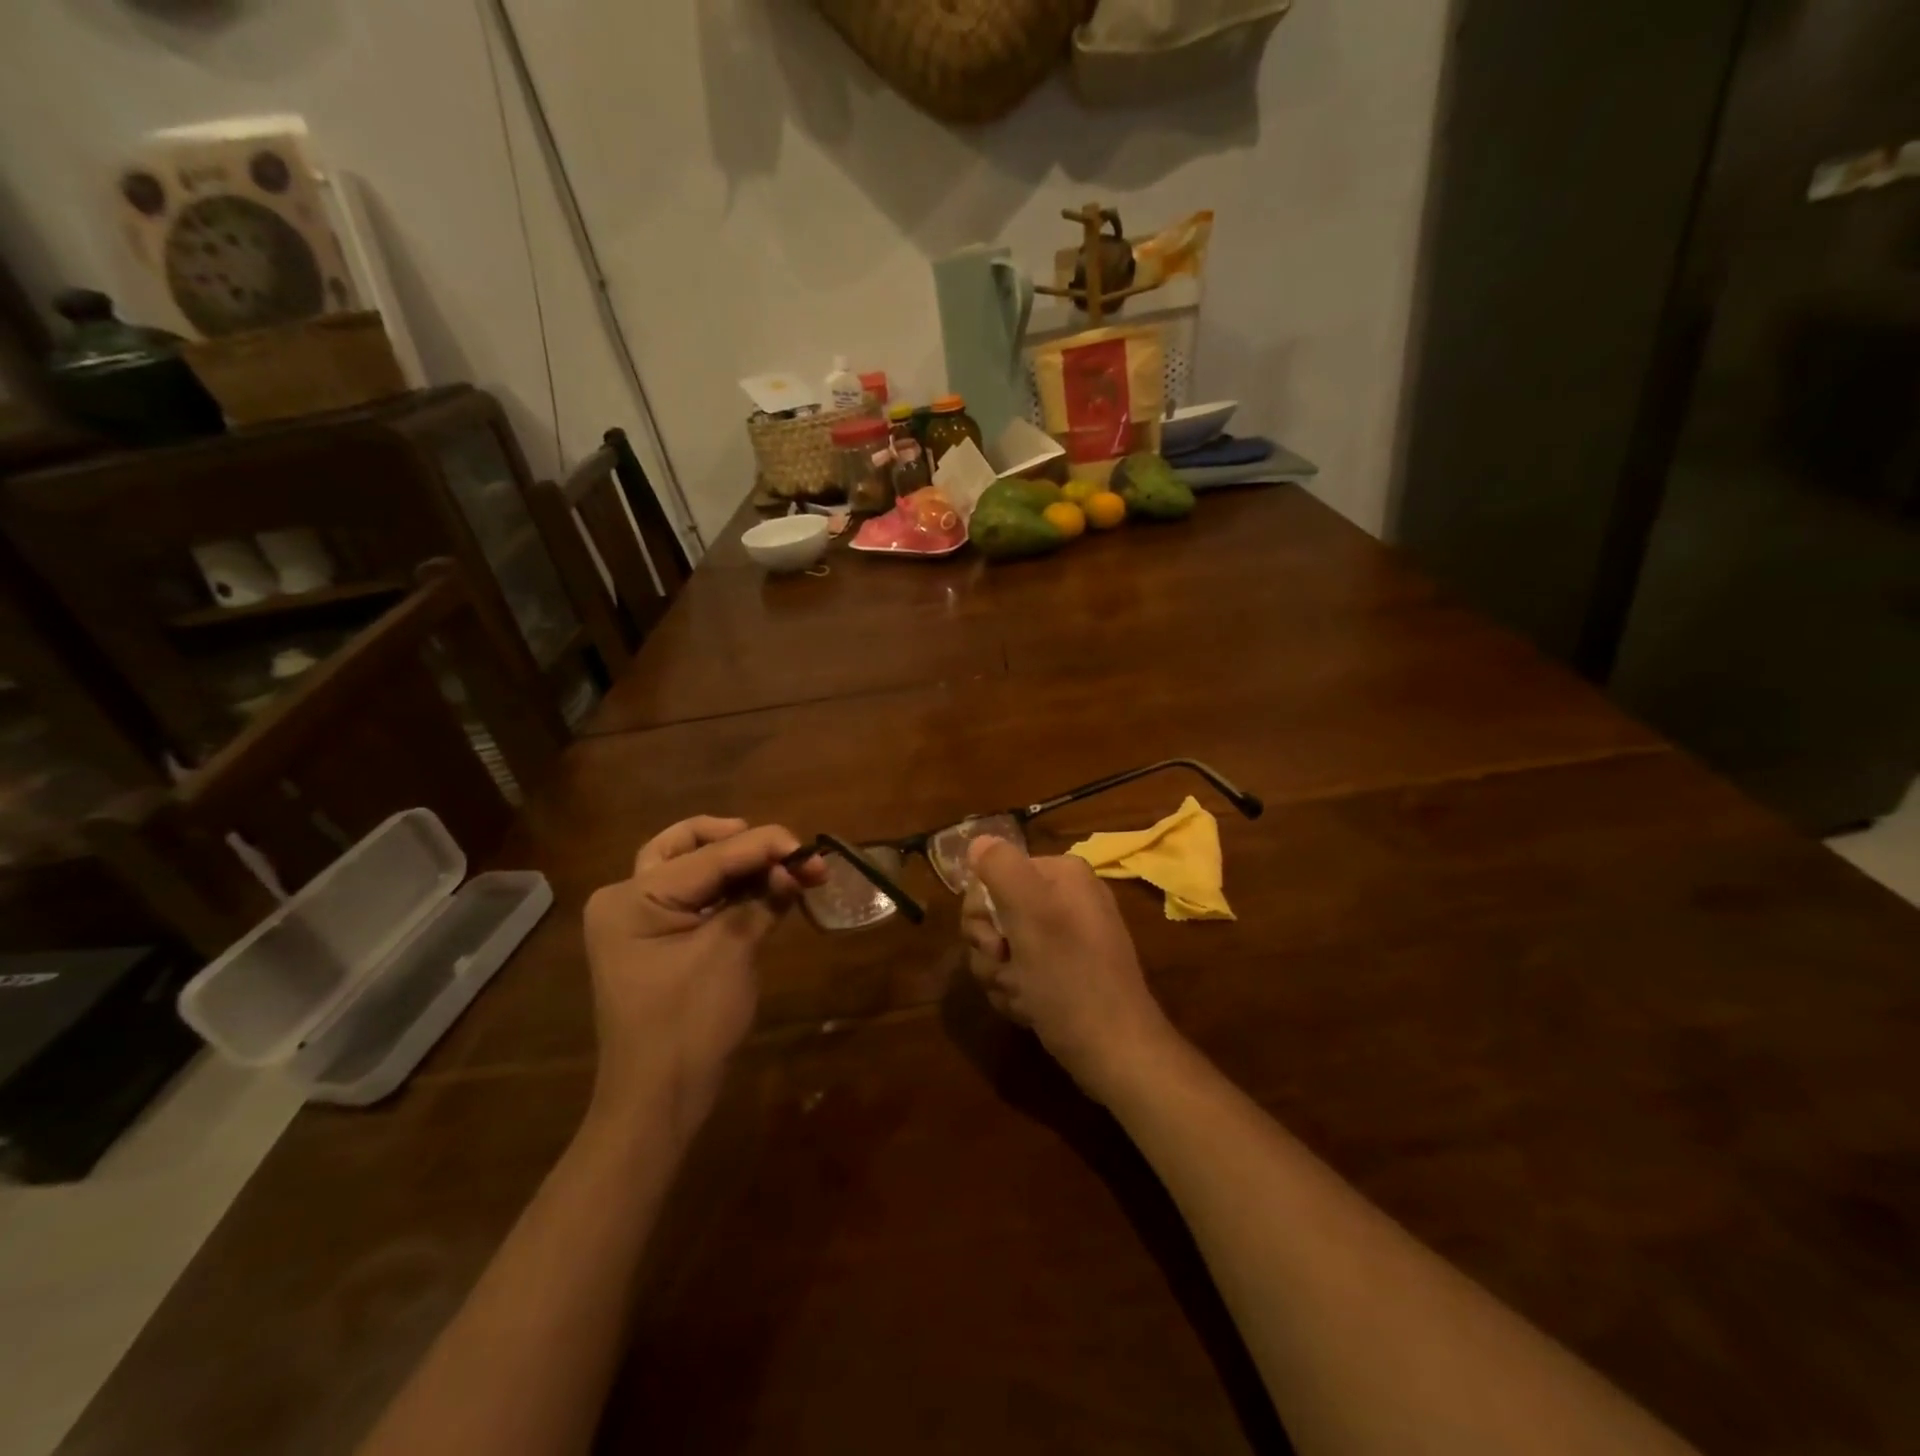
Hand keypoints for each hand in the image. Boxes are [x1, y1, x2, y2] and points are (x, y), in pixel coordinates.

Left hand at [582, 816, 822, 1144]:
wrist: (658, 1100)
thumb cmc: (689, 1024)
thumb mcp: (731, 952)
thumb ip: (763, 899)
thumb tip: (800, 865)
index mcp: (632, 897)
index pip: (710, 855)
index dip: (766, 846)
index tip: (813, 850)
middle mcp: (627, 898)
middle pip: (688, 845)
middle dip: (741, 841)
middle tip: (784, 851)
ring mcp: (639, 920)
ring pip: (693, 867)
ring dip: (740, 864)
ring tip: (786, 869)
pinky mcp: (656, 940)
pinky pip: (696, 897)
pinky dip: (731, 890)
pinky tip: (766, 891)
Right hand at [959, 837, 1178, 1102]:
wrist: (1113, 1049)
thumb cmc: (1070, 977)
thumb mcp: (1032, 913)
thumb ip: (1001, 868)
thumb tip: (978, 840)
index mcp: (1061, 874)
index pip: (992, 875)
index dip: (982, 913)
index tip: (996, 944)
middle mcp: (1062, 897)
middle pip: (992, 913)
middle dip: (990, 950)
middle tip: (1009, 970)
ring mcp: (1062, 936)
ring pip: (998, 947)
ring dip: (1000, 976)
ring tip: (1024, 996)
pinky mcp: (1060, 970)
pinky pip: (1016, 971)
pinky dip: (1015, 992)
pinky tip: (1031, 1009)